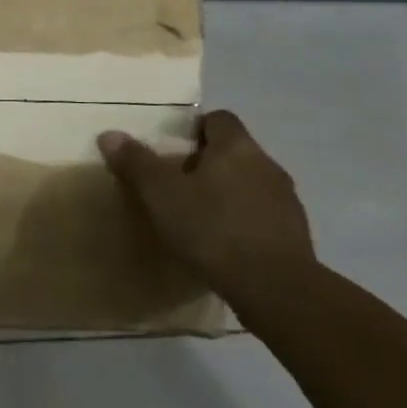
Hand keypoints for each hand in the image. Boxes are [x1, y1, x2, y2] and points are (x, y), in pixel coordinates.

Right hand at [98, 110, 314, 294]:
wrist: (275, 288)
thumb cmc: (212, 228)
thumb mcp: (161, 194)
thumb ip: (136, 162)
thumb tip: (110, 134)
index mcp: (236, 146)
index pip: (219, 119)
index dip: (195, 129)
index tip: (172, 150)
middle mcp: (267, 164)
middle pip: (234, 152)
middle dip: (208, 164)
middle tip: (177, 185)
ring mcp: (287, 200)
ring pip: (250, 184)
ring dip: (228, 194)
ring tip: (199, 218)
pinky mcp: (296, 235)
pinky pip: (263, 216)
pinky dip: (244, 223)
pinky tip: (224, 245)